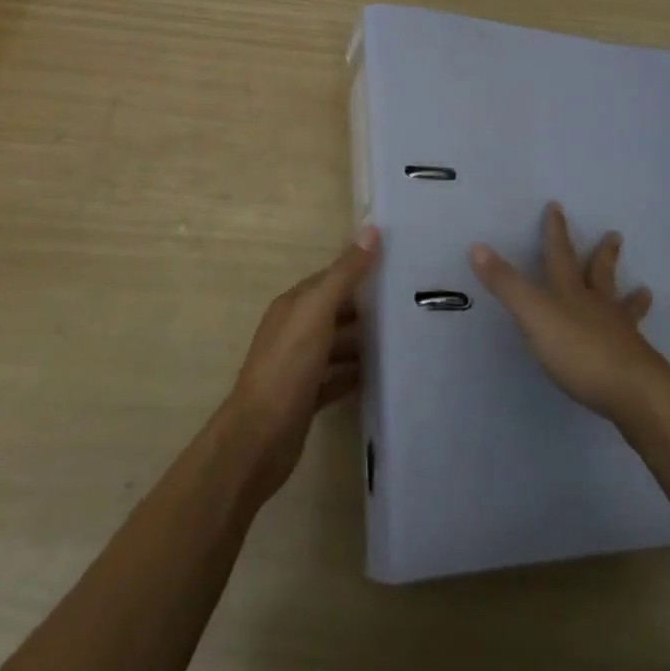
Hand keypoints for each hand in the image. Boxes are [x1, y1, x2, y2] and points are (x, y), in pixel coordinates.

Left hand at [225, 227, 378, 504]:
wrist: (259, 440)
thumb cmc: (287, 368)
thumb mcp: (316, 313)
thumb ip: (344, 274)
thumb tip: (371, 230)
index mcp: (294, 306)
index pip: (331, 278)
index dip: (360, 269)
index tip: (398, 266)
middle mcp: (295, 330)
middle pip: (336, 310)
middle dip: (367, 306)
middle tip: (411, 303)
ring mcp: (300, 365)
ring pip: (338, 344)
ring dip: (364, 340)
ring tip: (404, 337)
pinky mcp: (307, 396)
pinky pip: (338, 377)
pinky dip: (357, 373)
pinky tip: (383, 374)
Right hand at [470, 202, 669, 423]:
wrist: (633, 390)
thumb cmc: (579, 350)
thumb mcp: (534, 315)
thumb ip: (507, 284)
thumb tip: (477, 246)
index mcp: (570, 292)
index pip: (559, 255)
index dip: (555, 231)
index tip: (556, 206)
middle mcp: (597, 306)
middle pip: (600, 274)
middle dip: (603, 255)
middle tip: (615, 235)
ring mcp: (620, 333)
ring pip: (623, 307)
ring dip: (631, 297)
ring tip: (645, 289)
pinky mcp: (634, 363)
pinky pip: (634, 342)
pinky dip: (636, 334)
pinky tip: (641, 341)